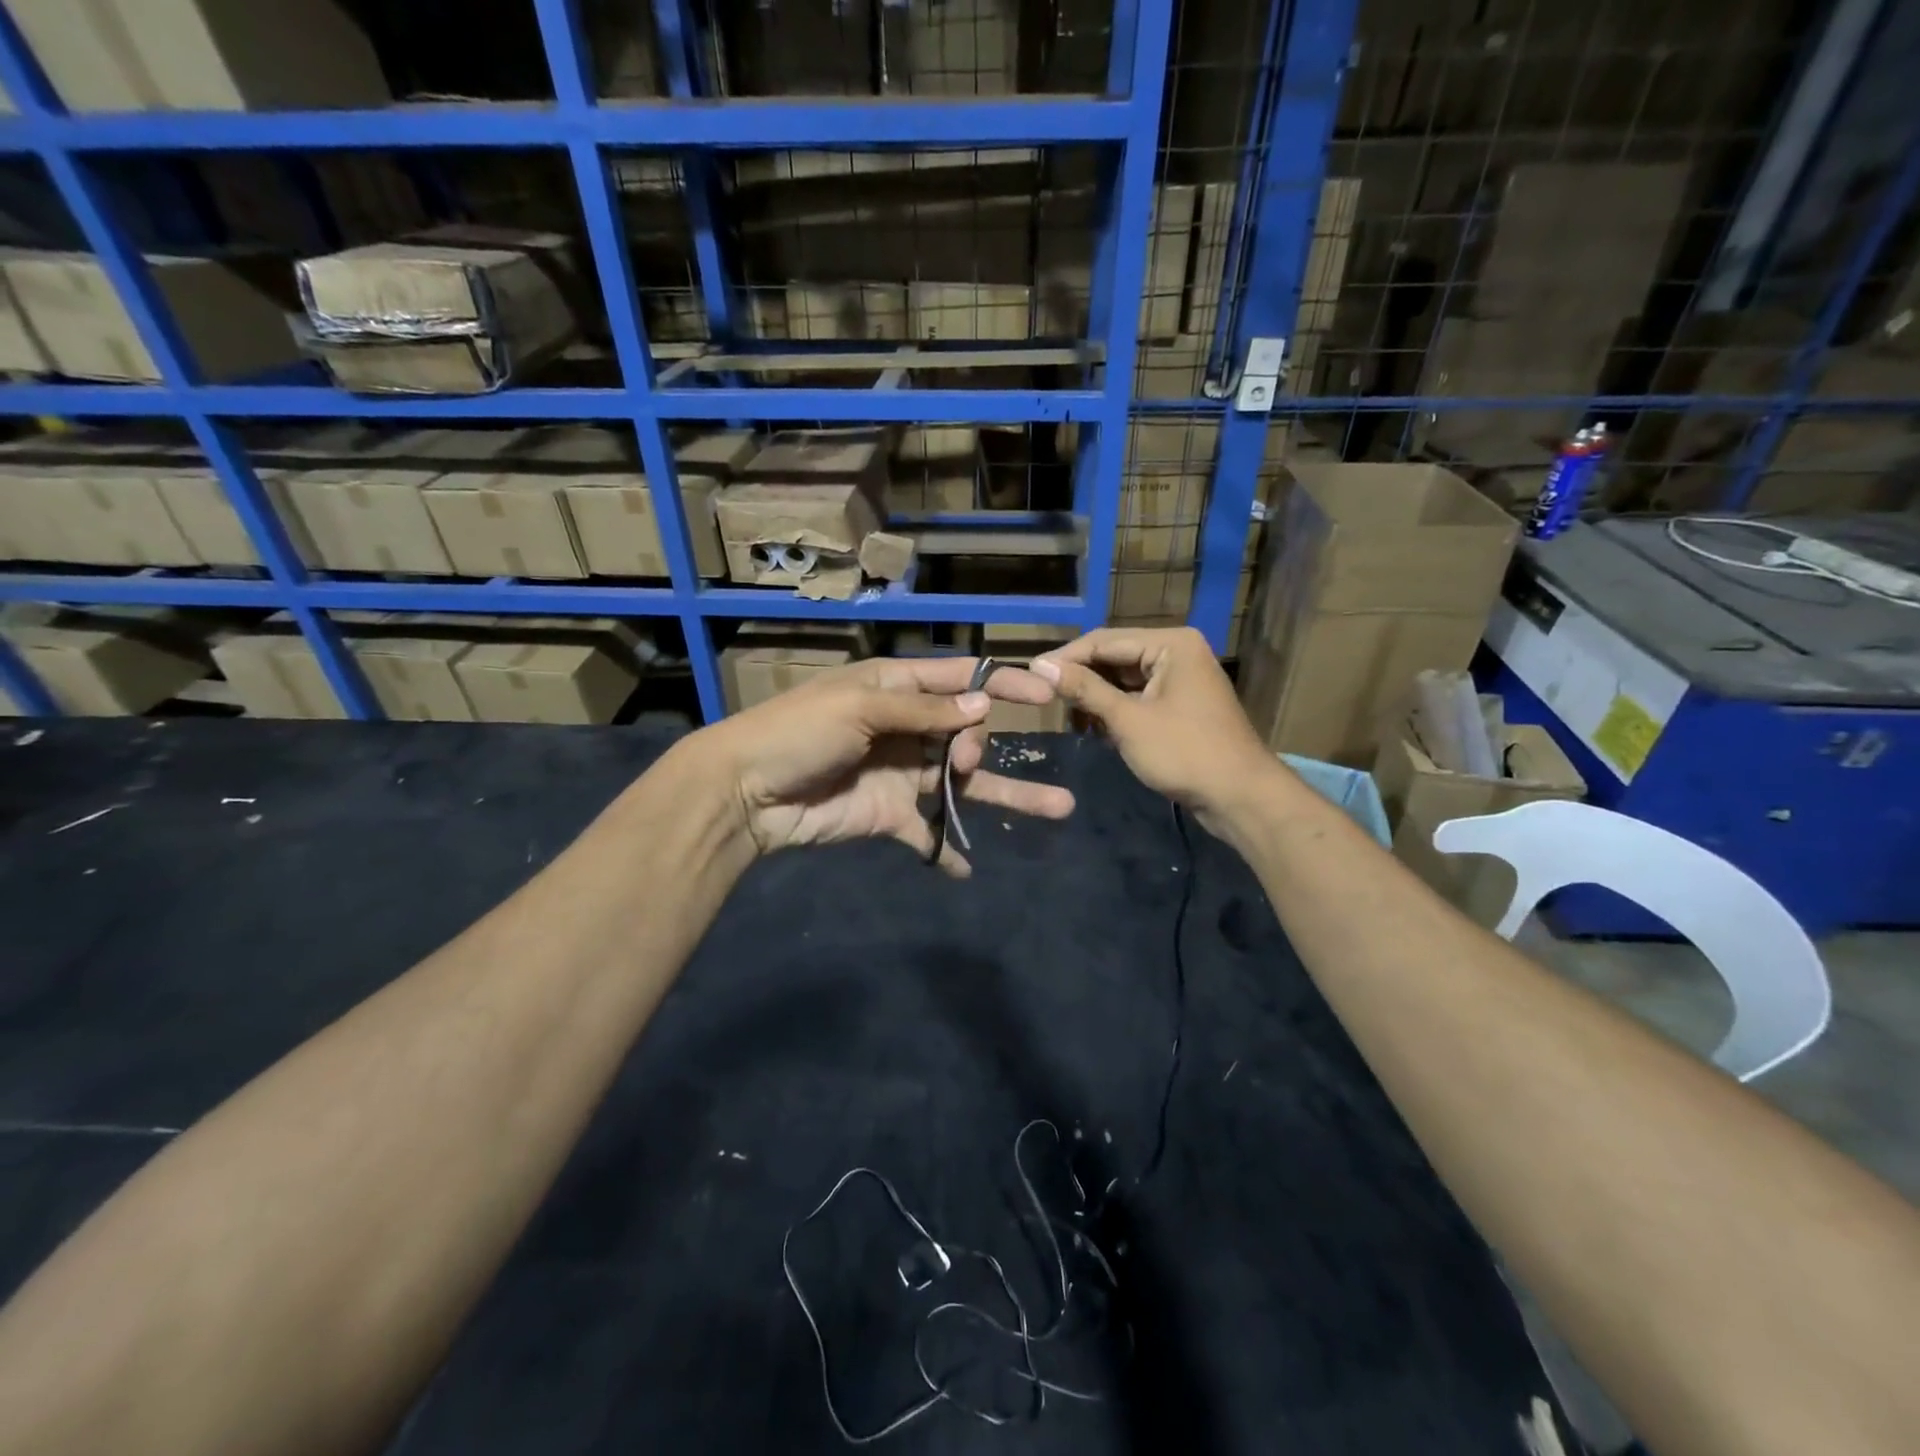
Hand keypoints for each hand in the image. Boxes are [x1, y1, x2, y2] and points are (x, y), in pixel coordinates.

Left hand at [697, 657, 1075, 875]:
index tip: (1046, 694)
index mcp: (896, 688)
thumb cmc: (799, 732)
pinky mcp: (890, 816)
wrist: (746, 792)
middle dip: (979, 746)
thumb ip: (922, 711)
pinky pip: (928, 833)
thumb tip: (982, 708)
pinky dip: (946, 851)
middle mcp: (906, 729)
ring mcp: (902, 775)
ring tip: (1059, 807)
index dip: (1003, 684)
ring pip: (964, 784)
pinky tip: (967, 869)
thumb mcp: (860, 707)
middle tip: (965, 762)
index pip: (960, 680)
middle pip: (967, 734)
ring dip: (1007, 796)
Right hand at [1033, 627, 1279, 827]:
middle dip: (1082, 680)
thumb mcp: (1127, 720)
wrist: (1240, 797)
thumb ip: (1084, 689)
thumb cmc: (1184, 753)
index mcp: (1170, 643)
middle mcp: (1177, 652)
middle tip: (1046, 701)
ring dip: (1097, 699)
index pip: (1104, 640)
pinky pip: (1138, 697)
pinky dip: (1116, 711)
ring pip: (1124, 679)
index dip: (1065, 658)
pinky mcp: (1181, 705)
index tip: (1029, 676)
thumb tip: (1039, 666)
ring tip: (1071, 721)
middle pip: (1114, 657)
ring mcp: (1181, 679)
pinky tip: (1096, 730)